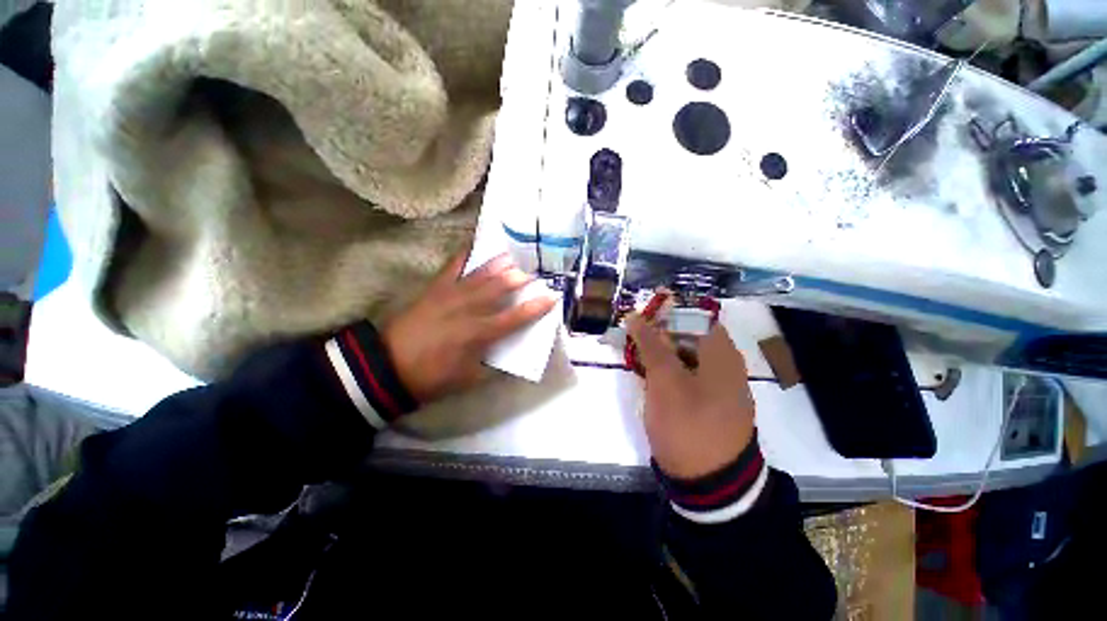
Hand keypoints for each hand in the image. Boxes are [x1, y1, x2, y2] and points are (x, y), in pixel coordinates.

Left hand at [382, 251, 556, 403]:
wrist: (388, 366)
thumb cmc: (432, 377)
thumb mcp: (469, 378)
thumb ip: (492, 364)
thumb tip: (507, 351)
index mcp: (478, 333)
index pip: (515, 318)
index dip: (536, 307)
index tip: (552, 297)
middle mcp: (468, 309)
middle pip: (499, 288)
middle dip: (519, 278)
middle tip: (533, 273)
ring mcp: (450, 295)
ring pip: (480, 275)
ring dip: (499, 264)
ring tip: (513, 256)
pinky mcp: (434, 288)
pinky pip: (452, 266)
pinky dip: (465, 255)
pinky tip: (474, 245)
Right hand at [626, 315, 755, 479]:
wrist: (711, 483)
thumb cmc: (688, 424)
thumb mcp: (665, 380)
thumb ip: (651, 345)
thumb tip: (635, 316)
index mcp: (721, 352)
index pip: (693, 314)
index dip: (665, 312)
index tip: (639, 317)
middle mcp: (724, 363)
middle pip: (688, 334)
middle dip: (658, 333)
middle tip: (632, 339)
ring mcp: (717, 384)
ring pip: (684, 354)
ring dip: (660, 352)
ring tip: (636, 358)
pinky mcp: (707, 401)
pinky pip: (685, 374)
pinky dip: (667, 370)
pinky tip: (649, 377)